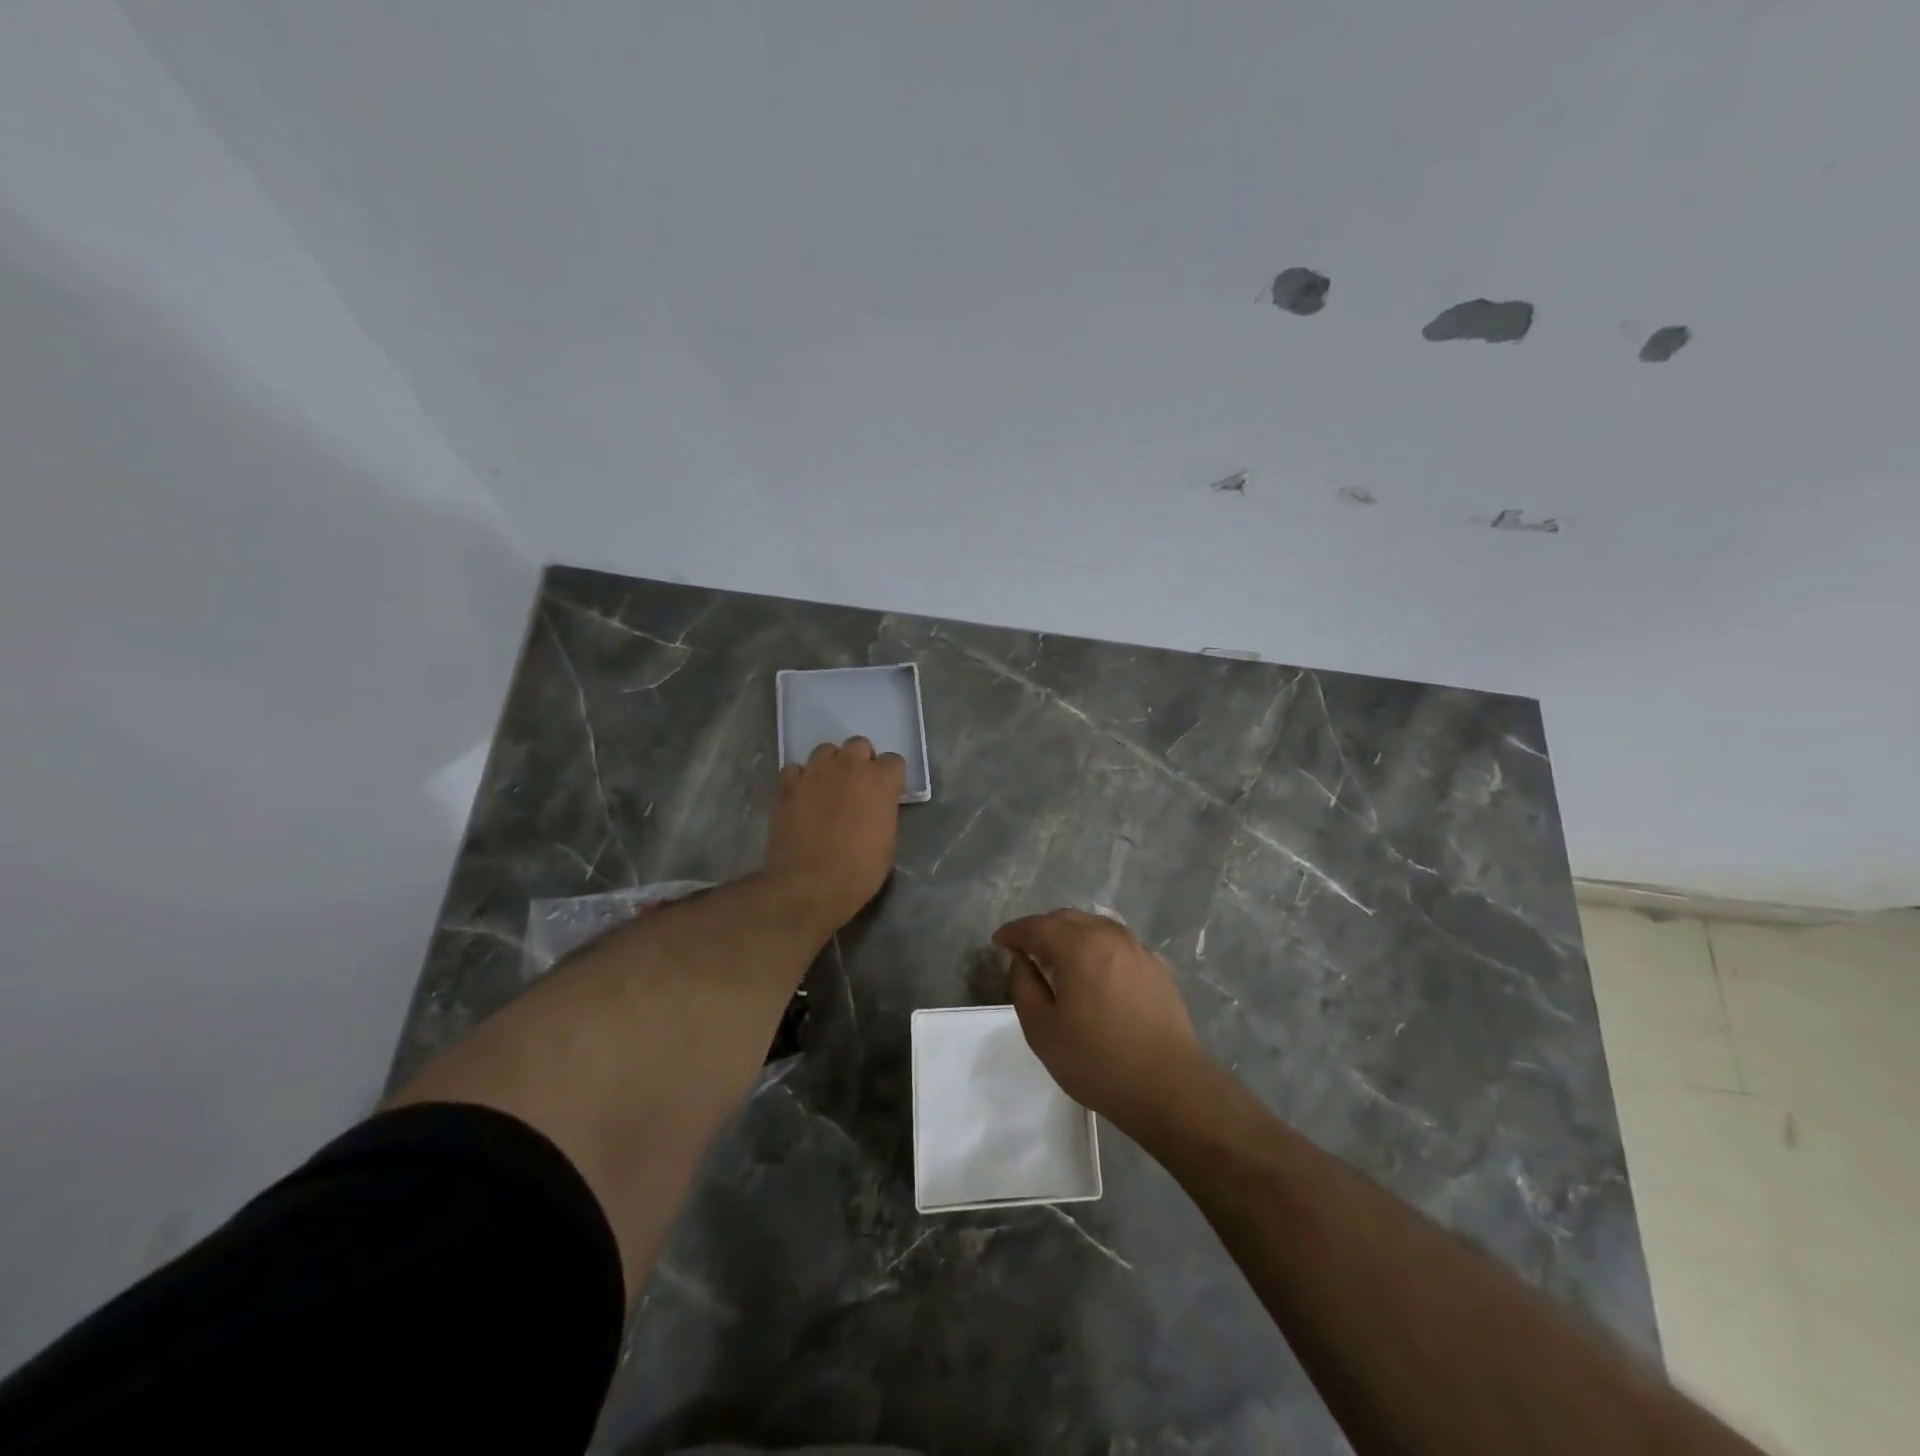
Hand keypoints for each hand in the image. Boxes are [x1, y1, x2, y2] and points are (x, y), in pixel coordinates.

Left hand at [764, 737, 904, 935]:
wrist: (810, 884)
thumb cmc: (859, 870)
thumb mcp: (887, 842)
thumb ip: (883, 813)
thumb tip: (875, 808)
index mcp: (881, 780)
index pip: (893, 761)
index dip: (890, 778)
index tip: (886, 794)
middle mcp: (849, 766)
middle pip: (858, 745)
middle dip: (860, 762)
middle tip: (856, 786)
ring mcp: (815, 772)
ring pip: (825, 751)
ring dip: (830, 765)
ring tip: (826, 788)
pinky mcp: (788, 785)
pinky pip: (795, 769)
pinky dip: (800, 779)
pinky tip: (801, 797)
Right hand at [994, 908, 1209, 1129]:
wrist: (1169, 1087)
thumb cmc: (1097, 1061)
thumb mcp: (1042, 1030)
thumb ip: (1024, 986)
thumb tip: (1021, 959)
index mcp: (1077, 946)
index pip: (1036, 926)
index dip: (1014, 931)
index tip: (998, 942)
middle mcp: (1108, 936)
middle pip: (1067, 919)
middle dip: (1041, 928)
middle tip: (1025, 949)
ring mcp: (1137, 949)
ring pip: (1095, 926)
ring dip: (1070, 934)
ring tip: (1058, 958)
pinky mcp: (1156, 967)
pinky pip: (1117, 943)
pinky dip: (1096, 946)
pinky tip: (1094, 971)